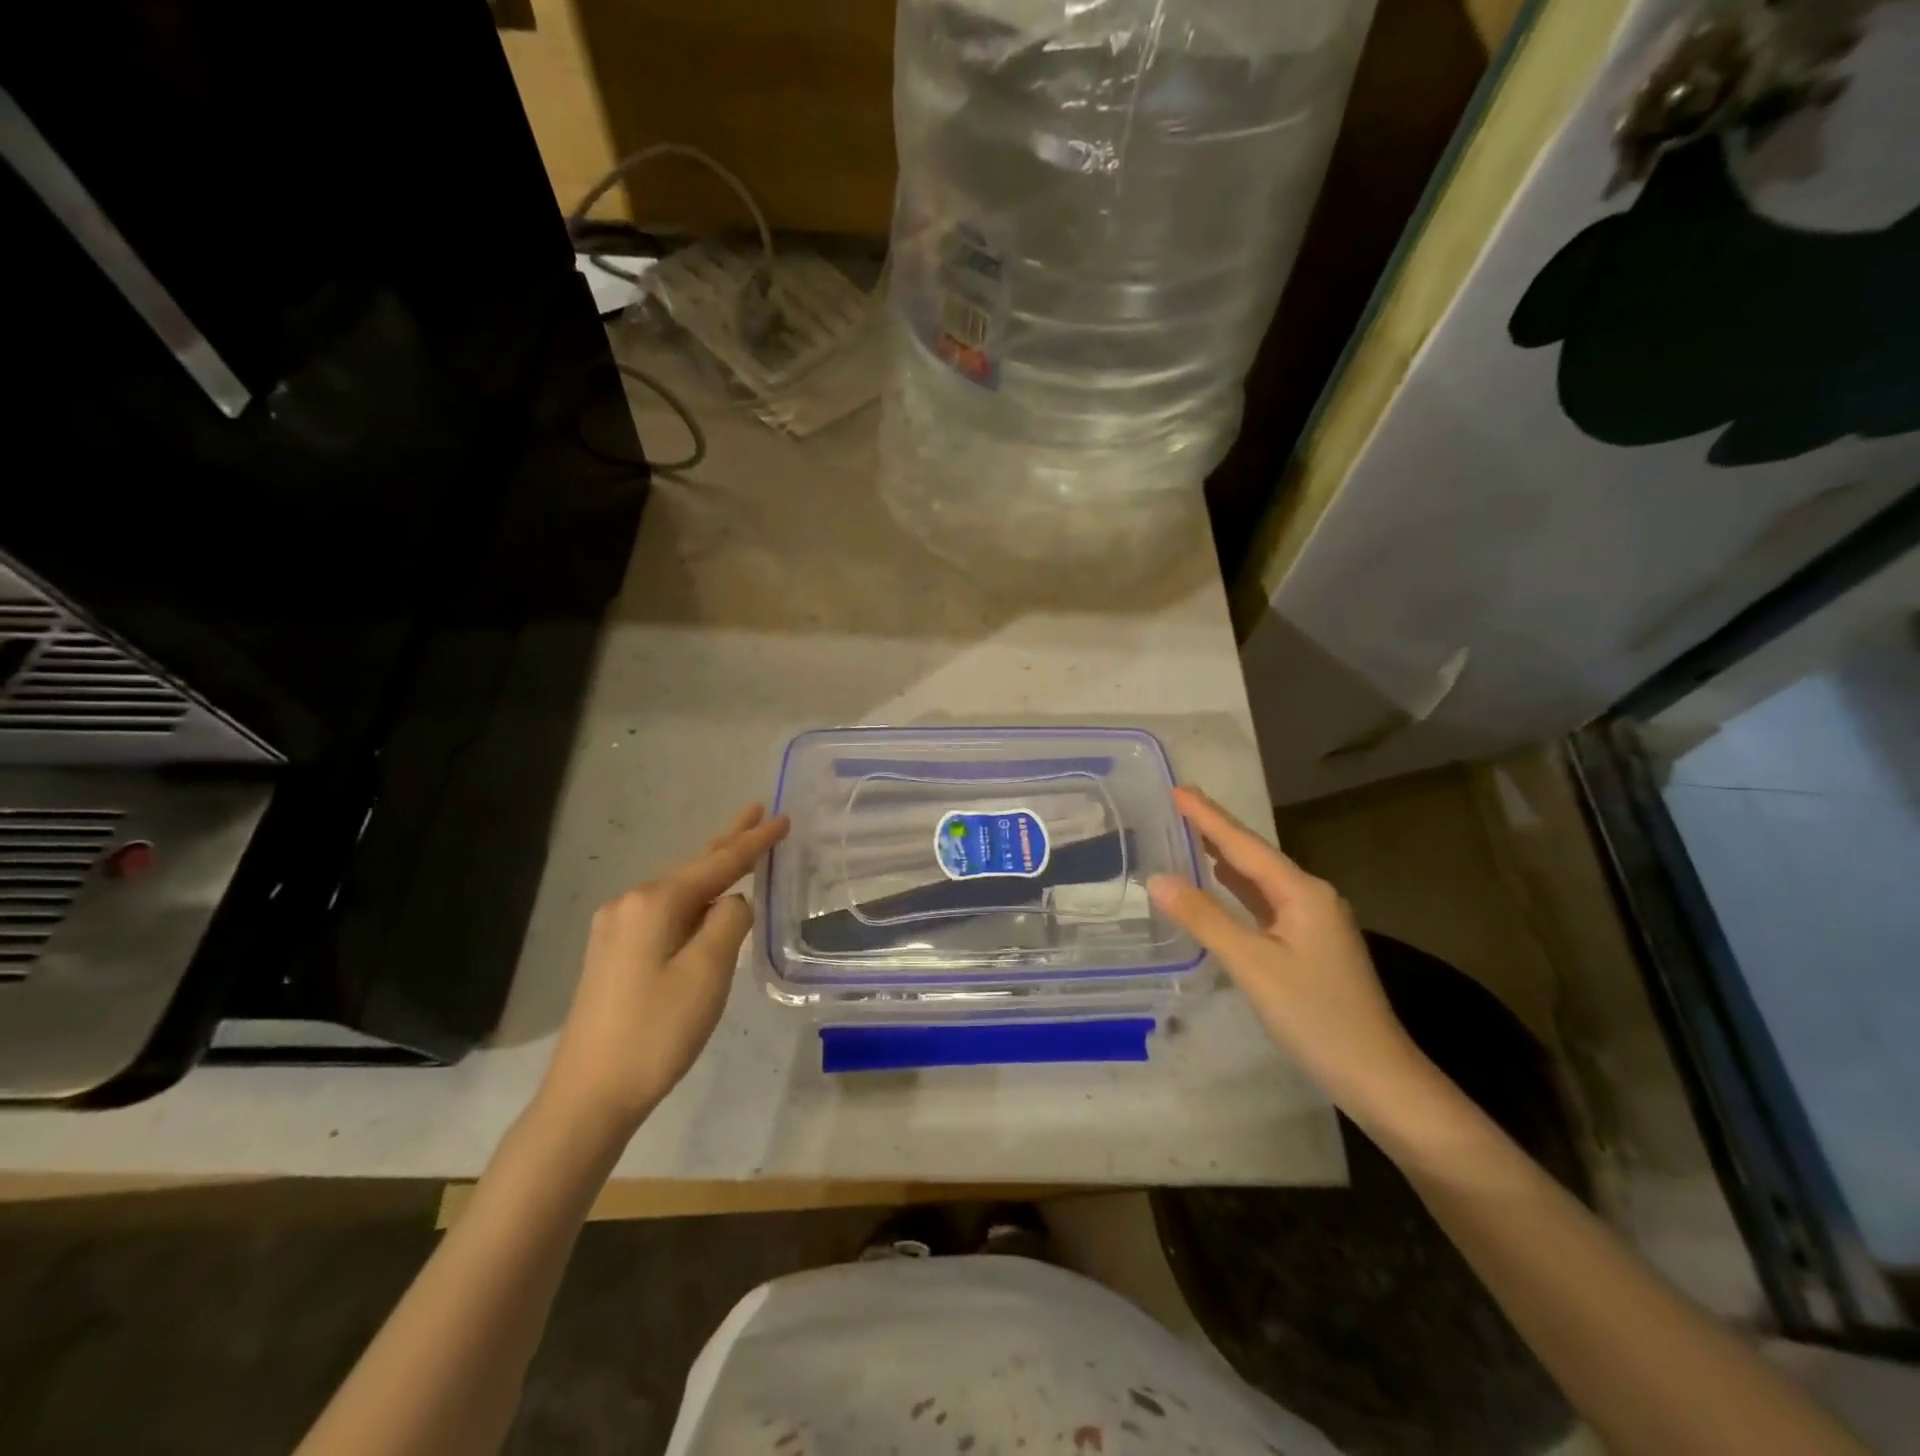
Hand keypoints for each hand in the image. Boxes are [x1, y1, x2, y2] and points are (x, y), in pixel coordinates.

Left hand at [540, 805, 789, 1136]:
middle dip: (729, 841)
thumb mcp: (707, 973)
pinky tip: (706, 902)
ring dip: (712, 871)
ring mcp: (616, 929)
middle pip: (693, 866)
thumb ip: (729, 923)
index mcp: (654, 903)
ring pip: (678, 889)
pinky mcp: (613, 954)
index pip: (718, 862)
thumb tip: (732, 903)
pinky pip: (665, 912)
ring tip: (740, 850)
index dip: (754, 841)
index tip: (782, 817)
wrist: (588, 1096)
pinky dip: (694, 899)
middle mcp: (630, 904)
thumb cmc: (656, 1032)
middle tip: (757, 812)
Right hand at [1148, 787, 1429, 1123]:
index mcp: (1301, 892)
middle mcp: (1310, 896)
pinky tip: (1221, 884)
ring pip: (1260, 879)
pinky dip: (1237, 888)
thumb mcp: (1253, 965)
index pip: (1243, 845)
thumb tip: (1158, 879)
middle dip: (1215, 829)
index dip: (1207, 816)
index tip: (1176, 787)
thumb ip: (1205, 918)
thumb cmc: (1315, 1015)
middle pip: (1254, 855)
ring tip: (1190, 834)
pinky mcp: (1309, 944)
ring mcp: (1313, 921)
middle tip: (1177, 803)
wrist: (1376, 1076)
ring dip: (1225, 857)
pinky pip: (1265, 902)